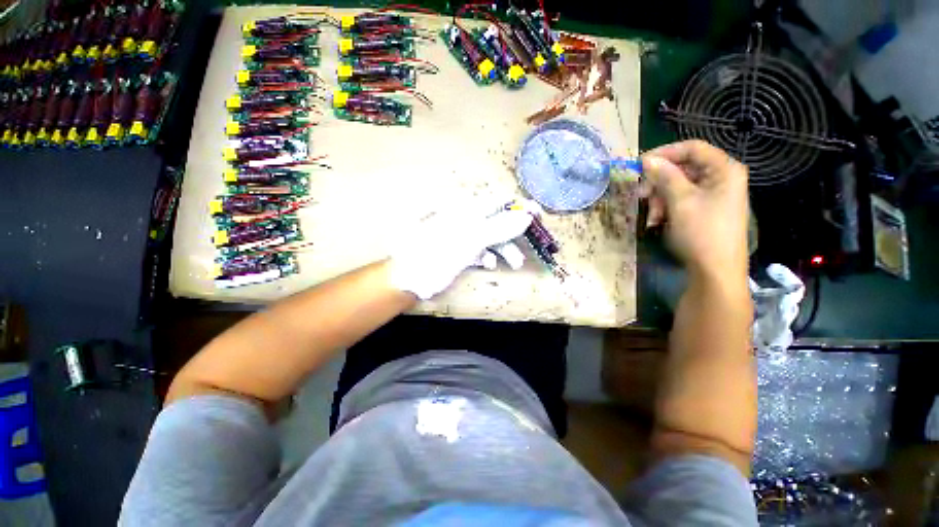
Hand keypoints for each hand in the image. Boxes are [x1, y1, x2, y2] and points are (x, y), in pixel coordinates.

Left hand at [388, 201, 534, 299]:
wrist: (411, 277)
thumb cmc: (438, 252)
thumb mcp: (472, 238)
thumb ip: (500, 227)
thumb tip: (526, 216)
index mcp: (467, 208)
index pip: (499, 201)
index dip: (519, 206)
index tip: (538, 214)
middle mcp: (465, 218)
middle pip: (497, 221)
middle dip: (514, 234)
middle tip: (532, 243)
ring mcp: (462, 235)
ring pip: (490, 238)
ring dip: (504, 250)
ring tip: (515, 264)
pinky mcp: (459, 250)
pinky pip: (479, 250)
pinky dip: (487, 256)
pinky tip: (488, 264)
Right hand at [640, 140, 749, 280]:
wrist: (714, 270)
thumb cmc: (701, 232)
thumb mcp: (680, 201)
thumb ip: (665, 176)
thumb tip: (647, 159)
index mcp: (724, 169)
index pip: (692, 148)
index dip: (665, 152)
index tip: (640, 164)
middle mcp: (721, 178)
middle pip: (683, 168)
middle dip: (659, 182)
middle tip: (641, 194)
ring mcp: (713, 195)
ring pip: (678, 186)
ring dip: (659, 198)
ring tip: (651, 216)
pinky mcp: (704, 210)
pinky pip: (681, 200)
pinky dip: (666, 208)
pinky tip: (656, 221)